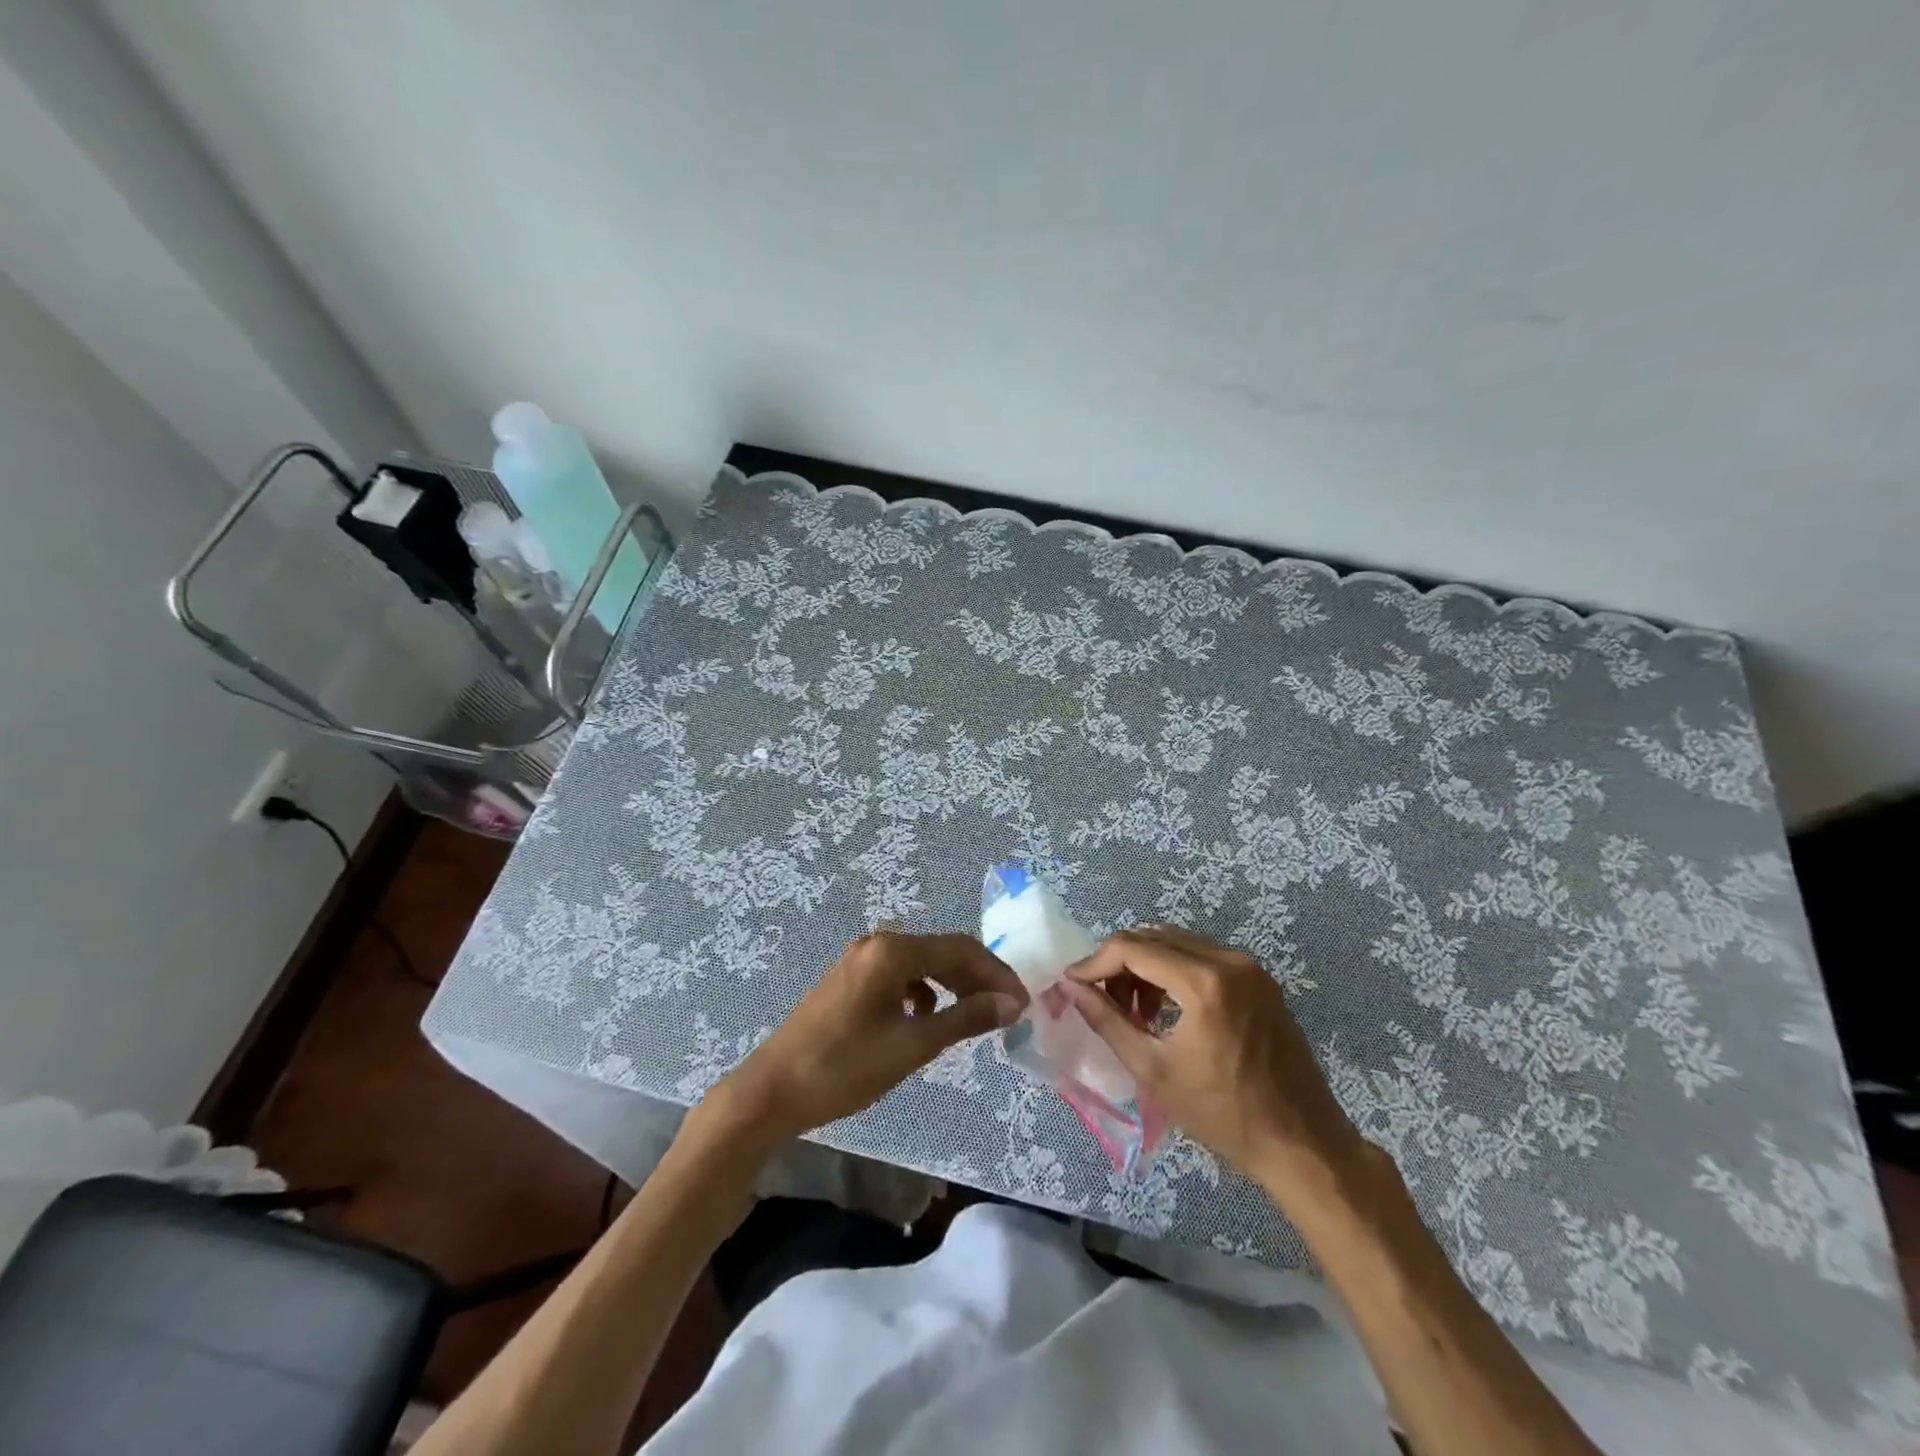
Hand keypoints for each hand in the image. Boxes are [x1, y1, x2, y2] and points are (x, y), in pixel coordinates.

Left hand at [711, 931, 1027, 1142]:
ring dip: (952, 986)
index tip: (1023, 1004)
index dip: (997, 974)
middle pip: (942, 952)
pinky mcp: (850, 979)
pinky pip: (900, 976)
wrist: (772, 1091)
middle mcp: (878, 944)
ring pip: (922, 964)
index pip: (961, 950)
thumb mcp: (912, 1045)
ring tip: (975, 1017)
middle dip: (977, 979)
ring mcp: (860, 959)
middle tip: (1007, 1012)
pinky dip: (923, 993)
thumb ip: (965, 1019)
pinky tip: (926, 1019)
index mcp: (893, 950)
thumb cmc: (845, 1067)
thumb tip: (1011, 1004)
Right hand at [1063, 926, 1364, 1202]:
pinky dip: (1174, 971)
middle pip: (1154, 937)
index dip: (1095, 962)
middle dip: (1120, 963)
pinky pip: (1203, 956)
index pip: (1132, 947)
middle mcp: (1228, 960)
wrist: (1304, 1144)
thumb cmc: (1224, 1114)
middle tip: (1103, 1002)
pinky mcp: (1260, 979)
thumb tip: (1070, 987)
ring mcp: (1249, 967)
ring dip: (1146, 966)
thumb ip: (1107, 1021)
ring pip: (1177, 944)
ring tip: (1135, 1012)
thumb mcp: (1153, 1070)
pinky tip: (1168, 1010)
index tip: (1073, 985)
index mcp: (1203, 981)